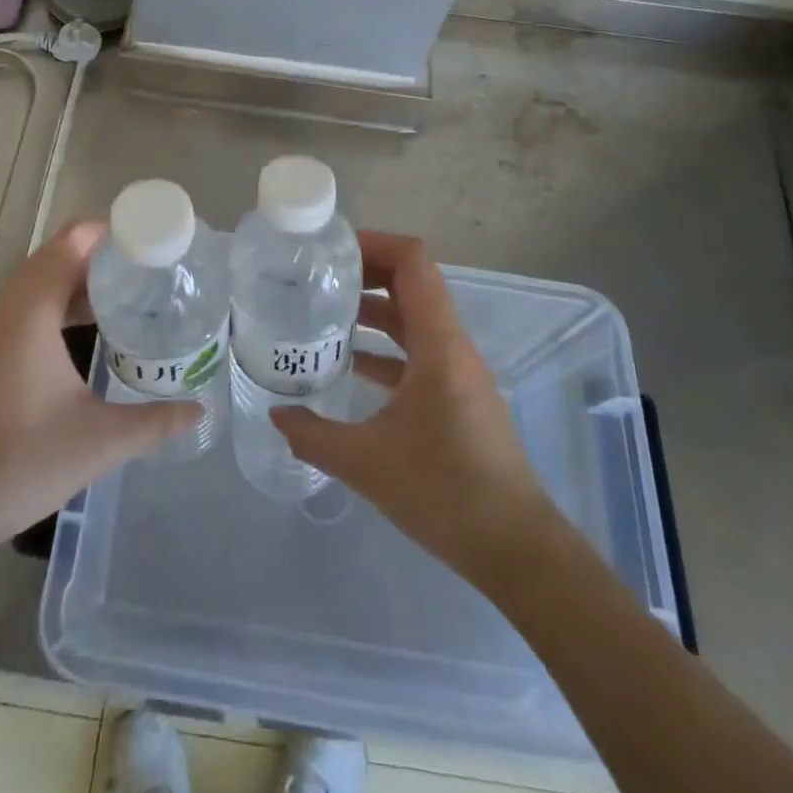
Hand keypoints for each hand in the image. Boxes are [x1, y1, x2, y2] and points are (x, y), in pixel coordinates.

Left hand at [0, 221, 201, 567]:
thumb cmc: (20, 462)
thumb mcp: (100, 441)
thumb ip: (155, 421)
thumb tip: (199, 409)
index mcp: (32, 309)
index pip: (74, 240)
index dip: (114, 234)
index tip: (155, 245)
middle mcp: (6, 306)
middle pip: (57, 255)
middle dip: (103, 257)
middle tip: (150, 273)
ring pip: (39, 282)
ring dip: (79, 281)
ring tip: (128, 298)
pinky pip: (25, 307)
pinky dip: (57, 304)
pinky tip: (86, 334)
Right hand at [273, 231, 552, 591]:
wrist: (516, 549)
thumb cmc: (445, 492)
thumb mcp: (367, 464)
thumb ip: (314, 436)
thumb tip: (276, 414)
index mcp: (438, 343)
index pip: (412, 262)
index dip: (374, 243)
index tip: (331, 250)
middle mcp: (452, 346)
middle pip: (412, 282)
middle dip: (366, 272)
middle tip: (318, 277)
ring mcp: (458, 372)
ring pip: (414, 319)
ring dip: (374, 310)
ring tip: (325, 314)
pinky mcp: (457, 397)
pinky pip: (418, 352)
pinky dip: (385, 347)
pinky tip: (350, 365)